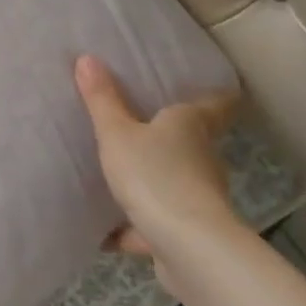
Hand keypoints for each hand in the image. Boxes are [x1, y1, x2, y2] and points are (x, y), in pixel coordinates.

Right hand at [75, 54, 241, 284]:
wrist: (188, 247)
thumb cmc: (156, 175)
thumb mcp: (117, 134)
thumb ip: (102, 101)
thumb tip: (88, 58)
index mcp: (191, 126)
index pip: (217, 103)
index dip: (215, 94)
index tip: (210, 87)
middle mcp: (202, 158)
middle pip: (193, 142)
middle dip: (172, 137)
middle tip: (142, 124)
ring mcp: (197, 198)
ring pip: (175, 182)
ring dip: (154, 180)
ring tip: (121, 175)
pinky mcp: (186, 233)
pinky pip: (156, 224)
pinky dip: (135, 228)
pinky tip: (106, 232)